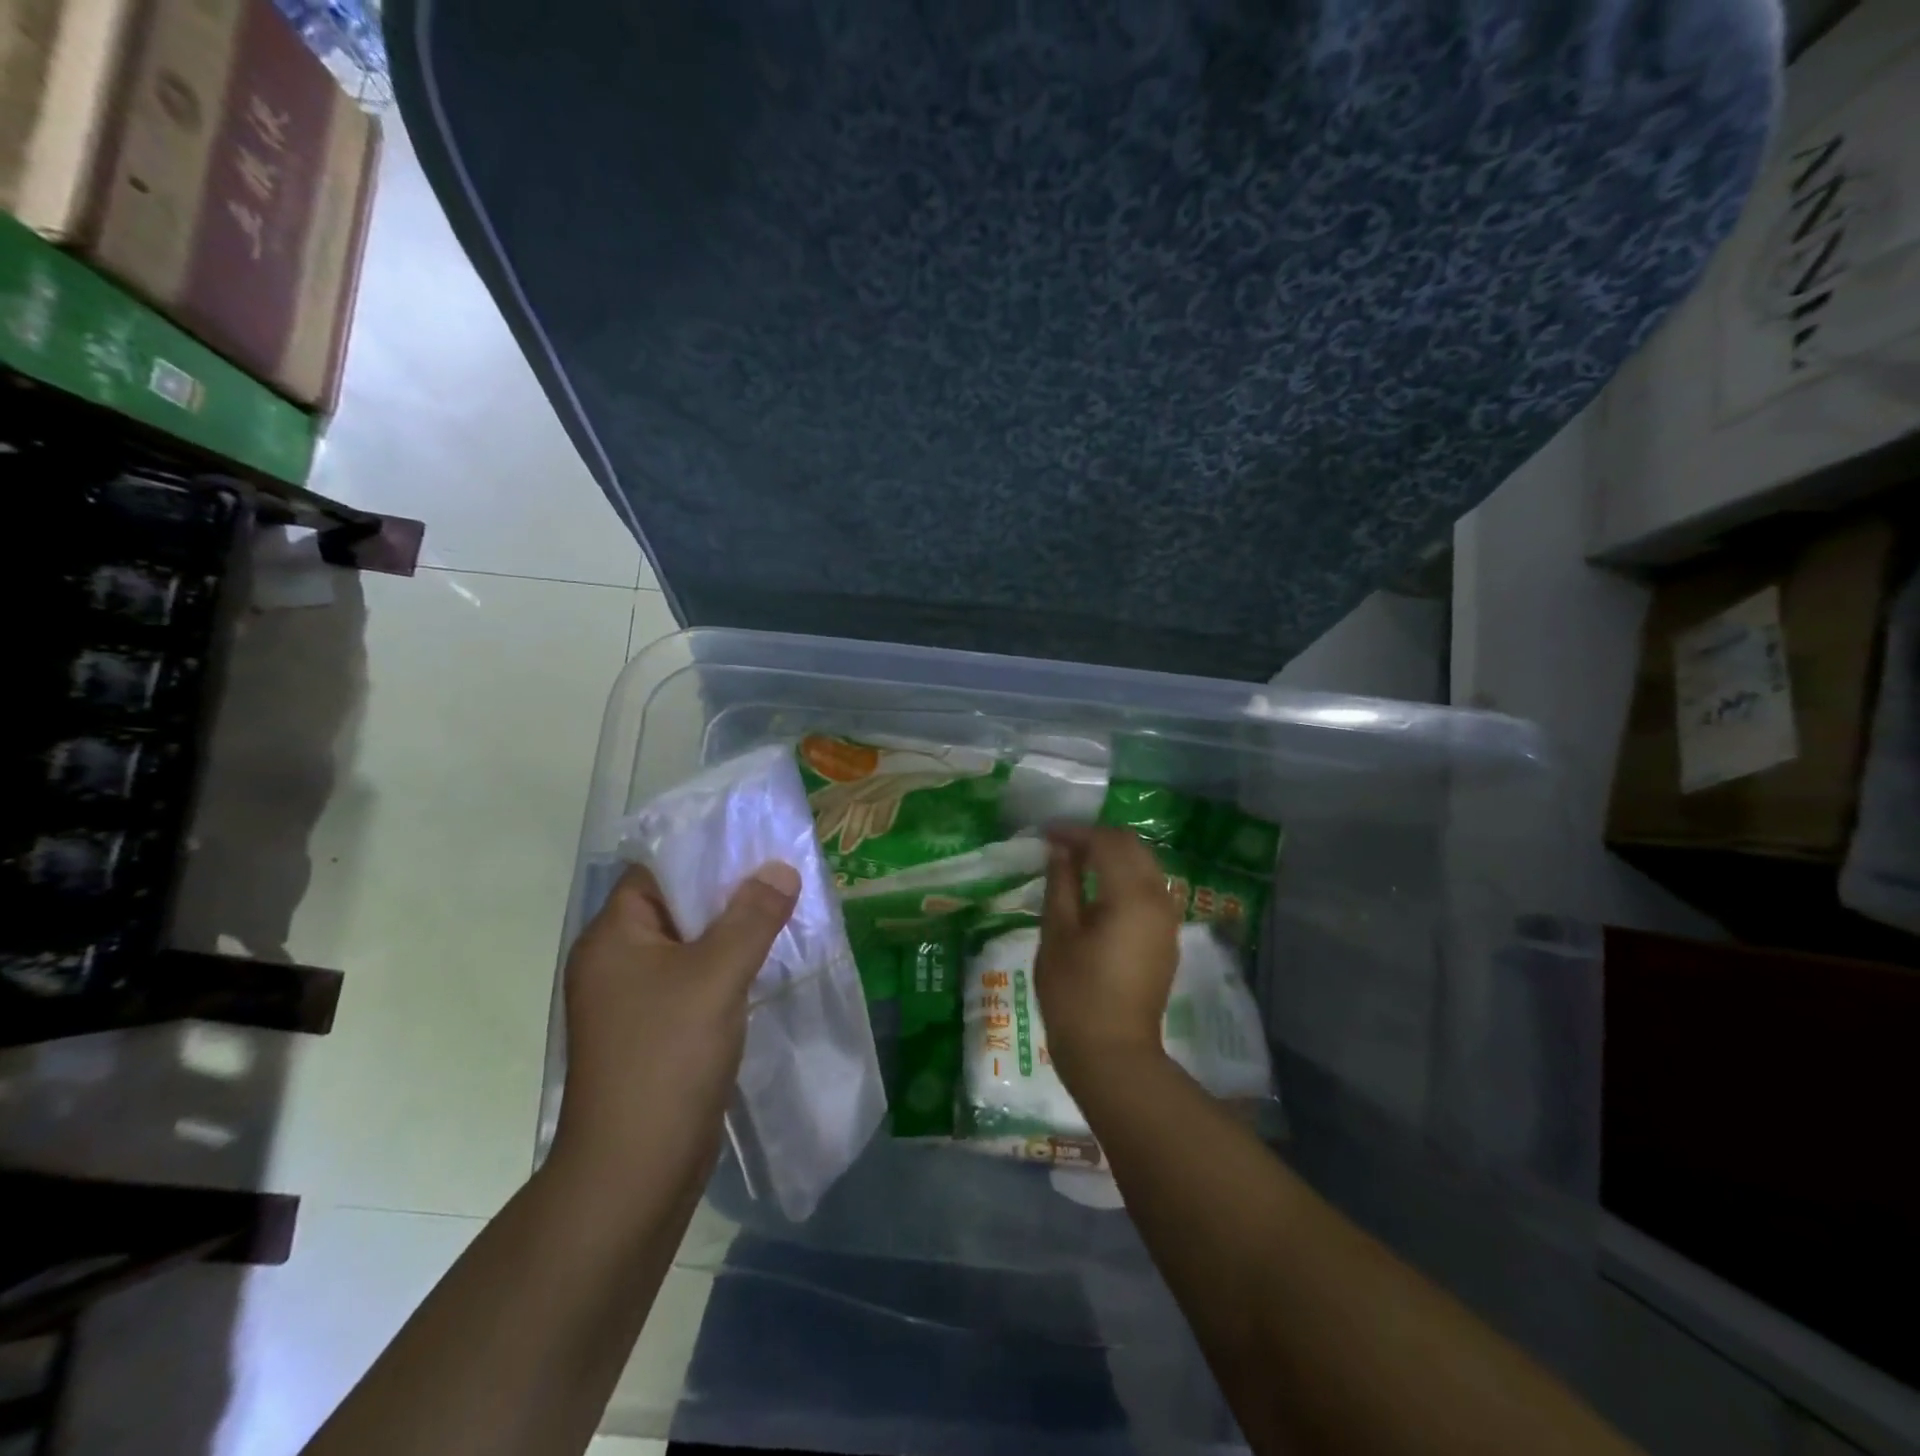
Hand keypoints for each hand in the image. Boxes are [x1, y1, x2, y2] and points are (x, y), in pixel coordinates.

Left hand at [550, 861, 799, 1179]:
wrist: (634, 1171)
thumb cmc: (667, 1057)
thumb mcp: (716, 976)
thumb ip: (752, 917)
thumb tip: (781, 869)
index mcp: (613, 937)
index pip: (657, 871)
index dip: (706, 853)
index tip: (757, 844)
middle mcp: (616, 962)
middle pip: (677, 907)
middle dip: (730, 892)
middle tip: (783, 876)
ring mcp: (633, 1001)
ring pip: (690, 947)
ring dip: (732, 933)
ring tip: (785, 913)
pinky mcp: (654, 1032)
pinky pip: (694, 981)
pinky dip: (727, 969)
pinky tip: (766, 965)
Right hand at [1035, 826, 1181, 1088]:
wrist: (1113, 1055)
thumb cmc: (1075, 995)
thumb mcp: (1058, 934)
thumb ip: (1061, 884)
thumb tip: (1061, 851)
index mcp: (1131, 895)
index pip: (1106, 842)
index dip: (1075, 832)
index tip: (1046, 835)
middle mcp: (1158, 899)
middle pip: (1133, 847)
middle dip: (1097, 839)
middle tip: (1060, 846)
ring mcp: (1167, 920)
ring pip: (1145, 866)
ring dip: (1113, 856)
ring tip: (1076, 864)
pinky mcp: (1166, 938)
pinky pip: (1149, 890)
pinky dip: (1125, 878)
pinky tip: (1098, 891)